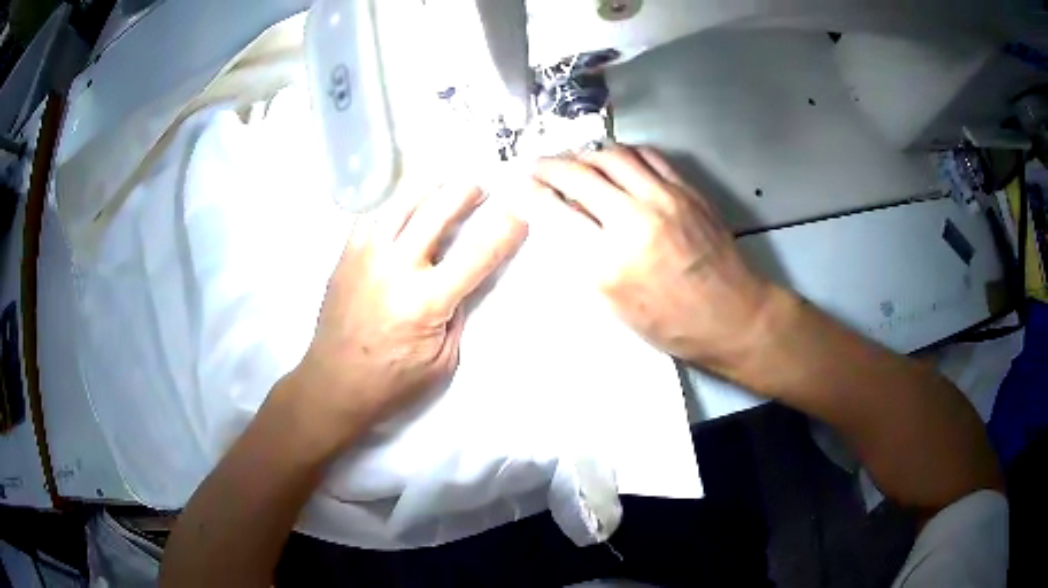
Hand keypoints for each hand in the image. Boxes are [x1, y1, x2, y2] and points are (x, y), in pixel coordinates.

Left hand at [287, 185, 527, 453]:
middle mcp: (395, 268)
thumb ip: (457, 315)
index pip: (477, 253)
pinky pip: (371, 213)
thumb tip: (462, 279)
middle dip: (465, 192)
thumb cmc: (392, 382)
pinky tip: (404, 201)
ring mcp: (366, 256)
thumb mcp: (443, 361)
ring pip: (401, 202)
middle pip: (437, 211)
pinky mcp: (346, 254)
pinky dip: (394, 200)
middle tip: (478, 189)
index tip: (520, 214)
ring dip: (429, 187)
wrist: (334, 384)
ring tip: (444, 184)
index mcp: (426, 301)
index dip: (505, 229)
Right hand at [532, 146, 772, 372]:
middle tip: (535, 166)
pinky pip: (647, 155)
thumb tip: (559, 219)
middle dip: (547, 165)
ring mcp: (665, 199)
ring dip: (584, 154)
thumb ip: (582, 258)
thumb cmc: (670, 325)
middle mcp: (634, 220)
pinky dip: (622, 153)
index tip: (516, 186)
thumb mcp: (614, 305)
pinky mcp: (687, 190)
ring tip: (573, 160)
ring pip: (611, 155)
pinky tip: (614, 162)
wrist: (732, 316)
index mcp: (609, 262)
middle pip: (577, 174)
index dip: (527, 193)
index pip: (552, 212)